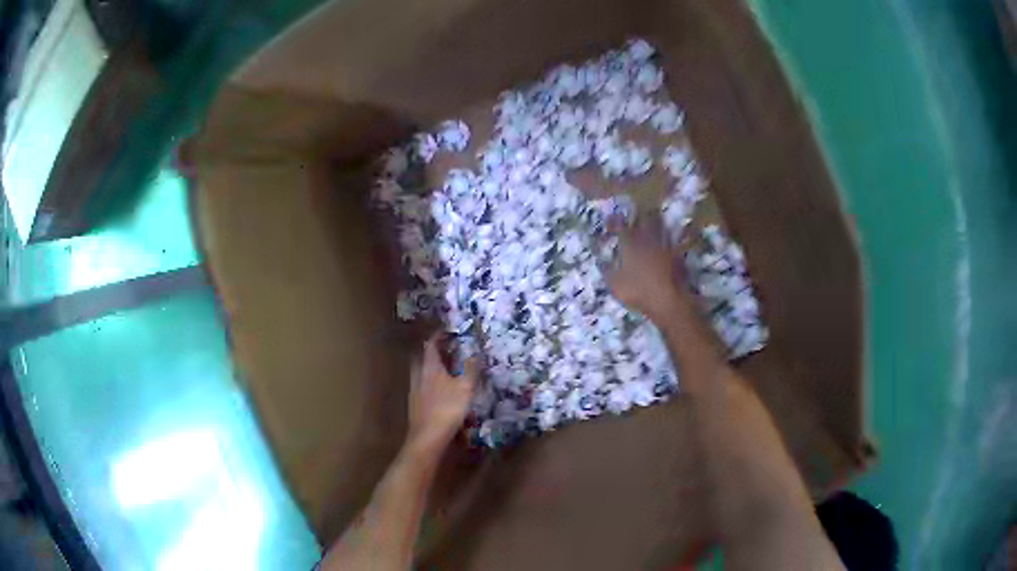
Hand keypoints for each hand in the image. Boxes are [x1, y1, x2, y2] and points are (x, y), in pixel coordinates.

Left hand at [406, 333, 478, 456]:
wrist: (427, 437)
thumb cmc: (447, 409)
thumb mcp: (465, 388)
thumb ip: (471, 369)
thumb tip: (476, 353)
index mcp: (429, 367)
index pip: (431, 344)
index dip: (439, 336)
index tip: (448, 331)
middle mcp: (418, 374)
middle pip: (423, 356)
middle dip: (434, 350)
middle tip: (448, 348)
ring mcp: (415, 390)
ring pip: (422, 371)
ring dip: (432, 366)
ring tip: (447, 368)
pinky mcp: (415, 403)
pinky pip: (423, 384)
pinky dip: (431, 380)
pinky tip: (441, 390)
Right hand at [604, 215, 686, 319]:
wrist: (668, 299)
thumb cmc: (638, 292)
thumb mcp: (615, 284)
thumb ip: (607, 270)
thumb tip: (600, 261)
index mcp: (630, 245)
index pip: (620, 227)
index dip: (615, 221)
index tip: (611, 218)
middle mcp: (647, 240)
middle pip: (643, 221)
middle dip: (638, 216)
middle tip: (635, 214)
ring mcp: (664, 246)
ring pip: (659, 227)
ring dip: (655, 222)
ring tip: (652, 219)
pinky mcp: (677, 254)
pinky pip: (671, 240)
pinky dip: (667, 238)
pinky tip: (666, 240)